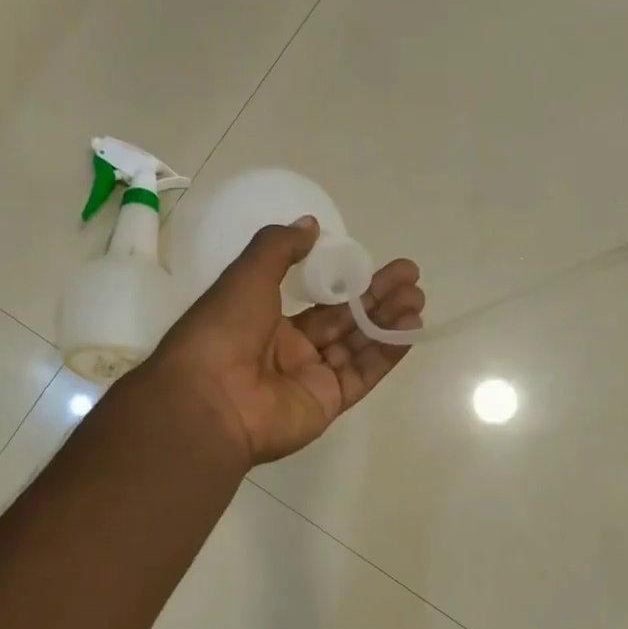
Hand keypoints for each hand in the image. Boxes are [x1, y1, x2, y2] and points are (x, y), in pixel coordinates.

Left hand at [147, 217, 423, 464]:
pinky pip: (362, 374)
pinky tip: (410, 328)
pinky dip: (386, 352)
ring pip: (357, 345)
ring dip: (387, 321)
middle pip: (343, 319)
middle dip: (377, 297)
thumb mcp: (247, 274)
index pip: (316, 299)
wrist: (210, 398)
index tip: (377, 262)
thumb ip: (280, 247)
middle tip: (411, 276)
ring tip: (417, 297)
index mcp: (265, 320)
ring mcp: (309, 378)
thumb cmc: (223, 329)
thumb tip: (311, 225)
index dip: (347, 280)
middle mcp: (289, 350)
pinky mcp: (327, 403)